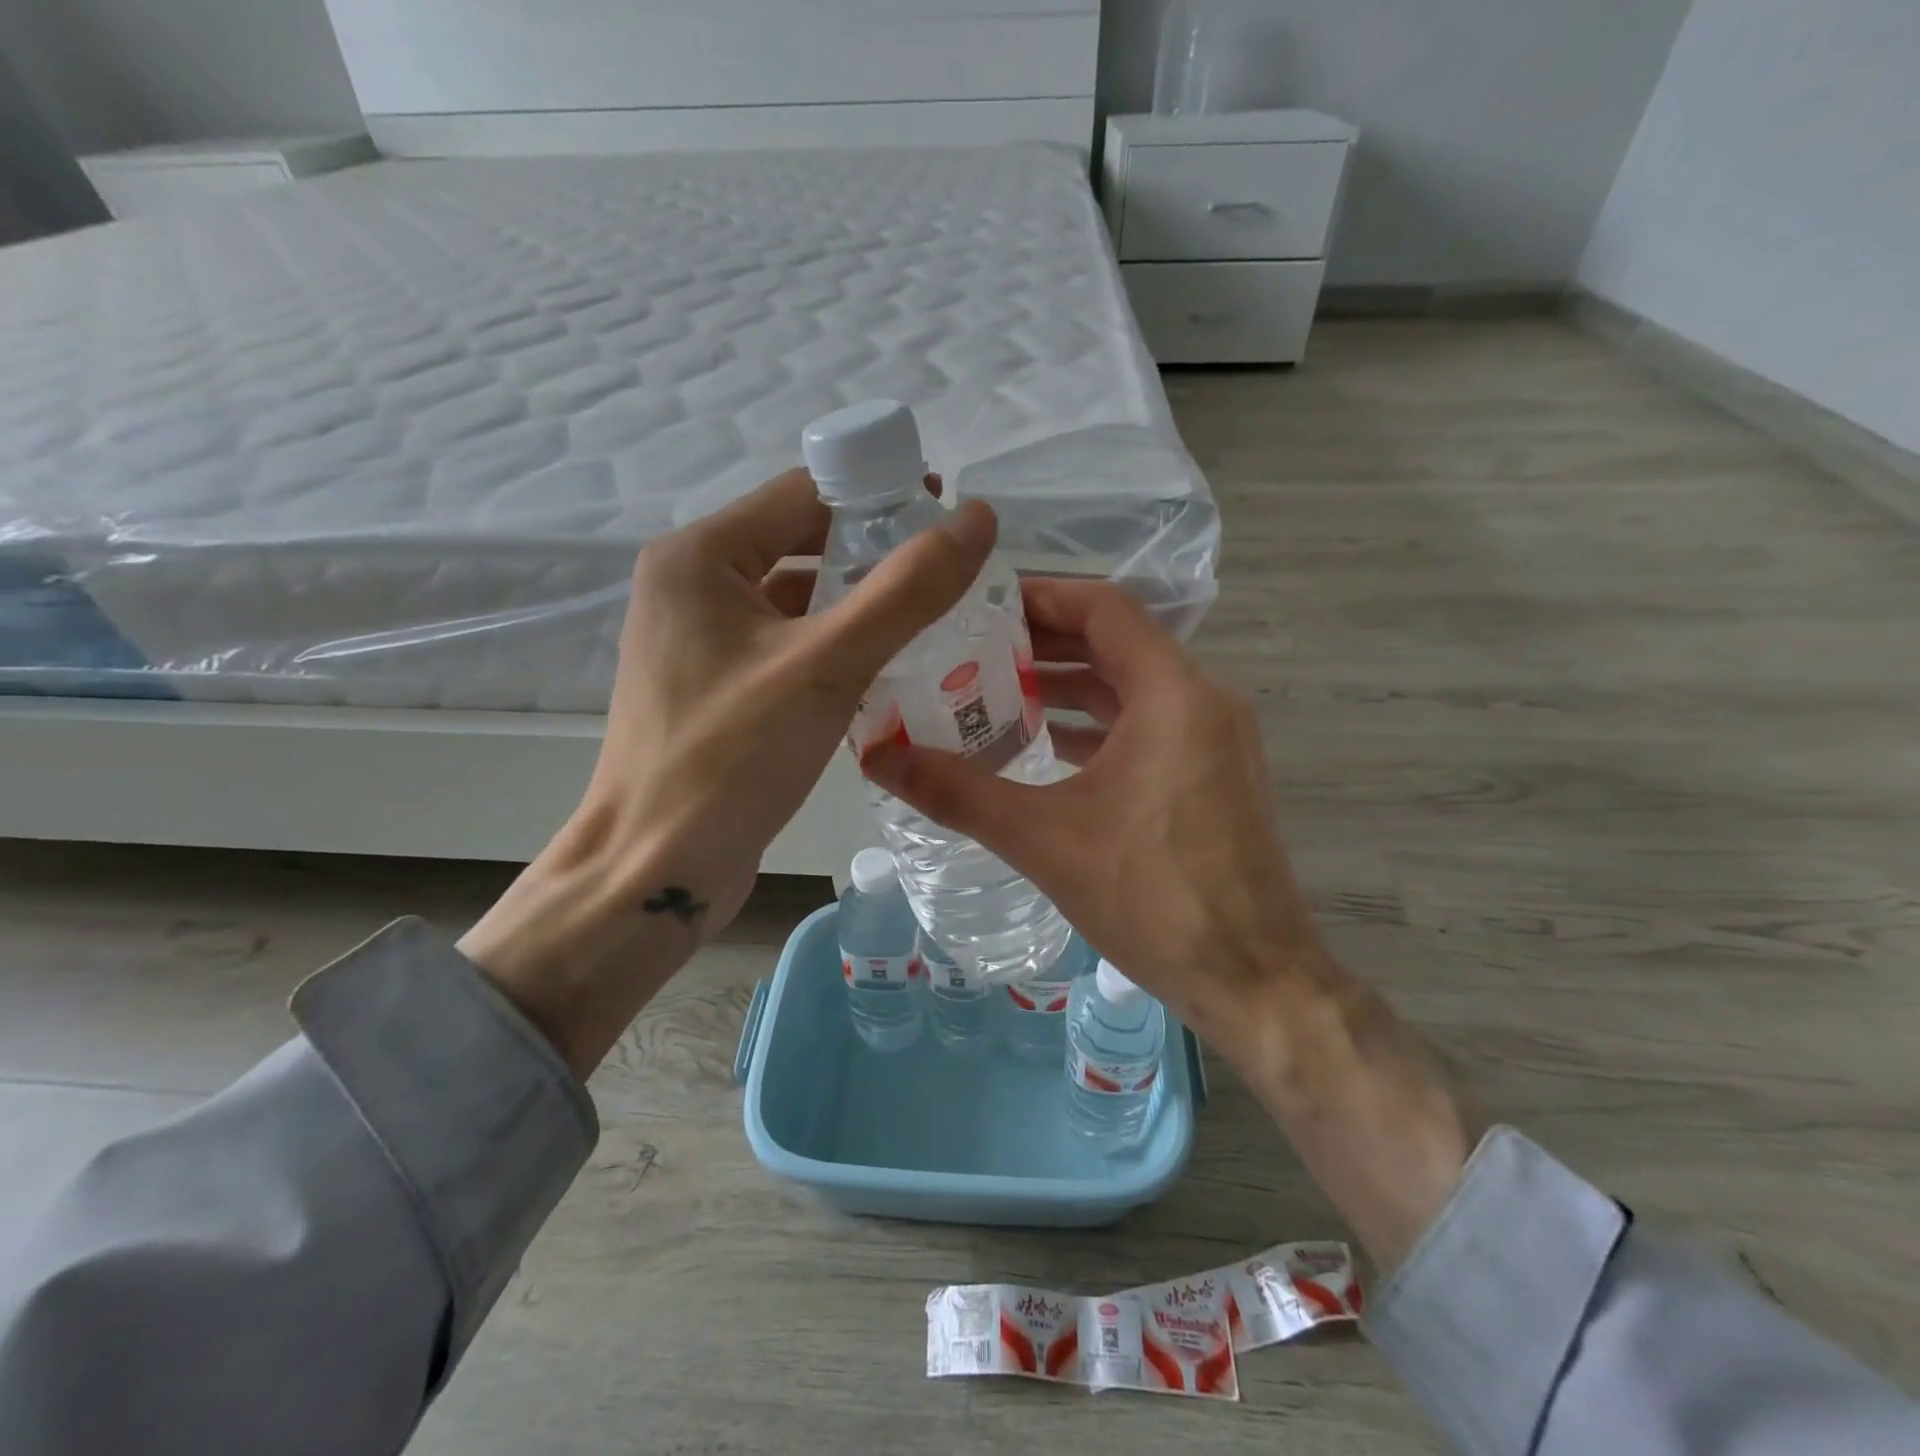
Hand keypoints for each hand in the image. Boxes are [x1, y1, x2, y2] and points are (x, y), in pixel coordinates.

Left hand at [463, 470, 995, 1075]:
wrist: (656, 870)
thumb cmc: (731, 759)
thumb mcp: (827, 665)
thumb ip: (907, 589)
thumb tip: (977, 518)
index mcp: (700, 556)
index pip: (805, 494)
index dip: (880, 496)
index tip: (948, 519)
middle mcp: (693, 586)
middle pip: (802, 543)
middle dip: (875, 555)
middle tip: (950, 577)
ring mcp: (701, 640)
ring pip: (799, 599)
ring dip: (860, 606)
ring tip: (934, 620)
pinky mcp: (718, 687)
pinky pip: (788, 646)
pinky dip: (836, 649)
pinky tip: (887, 669)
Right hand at [862, 577, 1315, 1058]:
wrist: (1256, 982)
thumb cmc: (1154, 898)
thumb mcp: (1043, 839)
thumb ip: (957, 791)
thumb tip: (875, 756)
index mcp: (1172, 694)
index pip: (1102, 608)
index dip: (1039, 596)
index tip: (978, 605)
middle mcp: (1202, 701)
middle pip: (1114, 644)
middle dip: (1041, 644)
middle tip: (967, 651)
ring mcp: (1213, 741)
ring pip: (1129, 690)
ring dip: (1065, 688)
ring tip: (991, 694)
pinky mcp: (1210, 778)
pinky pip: (1146, 728)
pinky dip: (1094, 728)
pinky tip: (1042, 748)